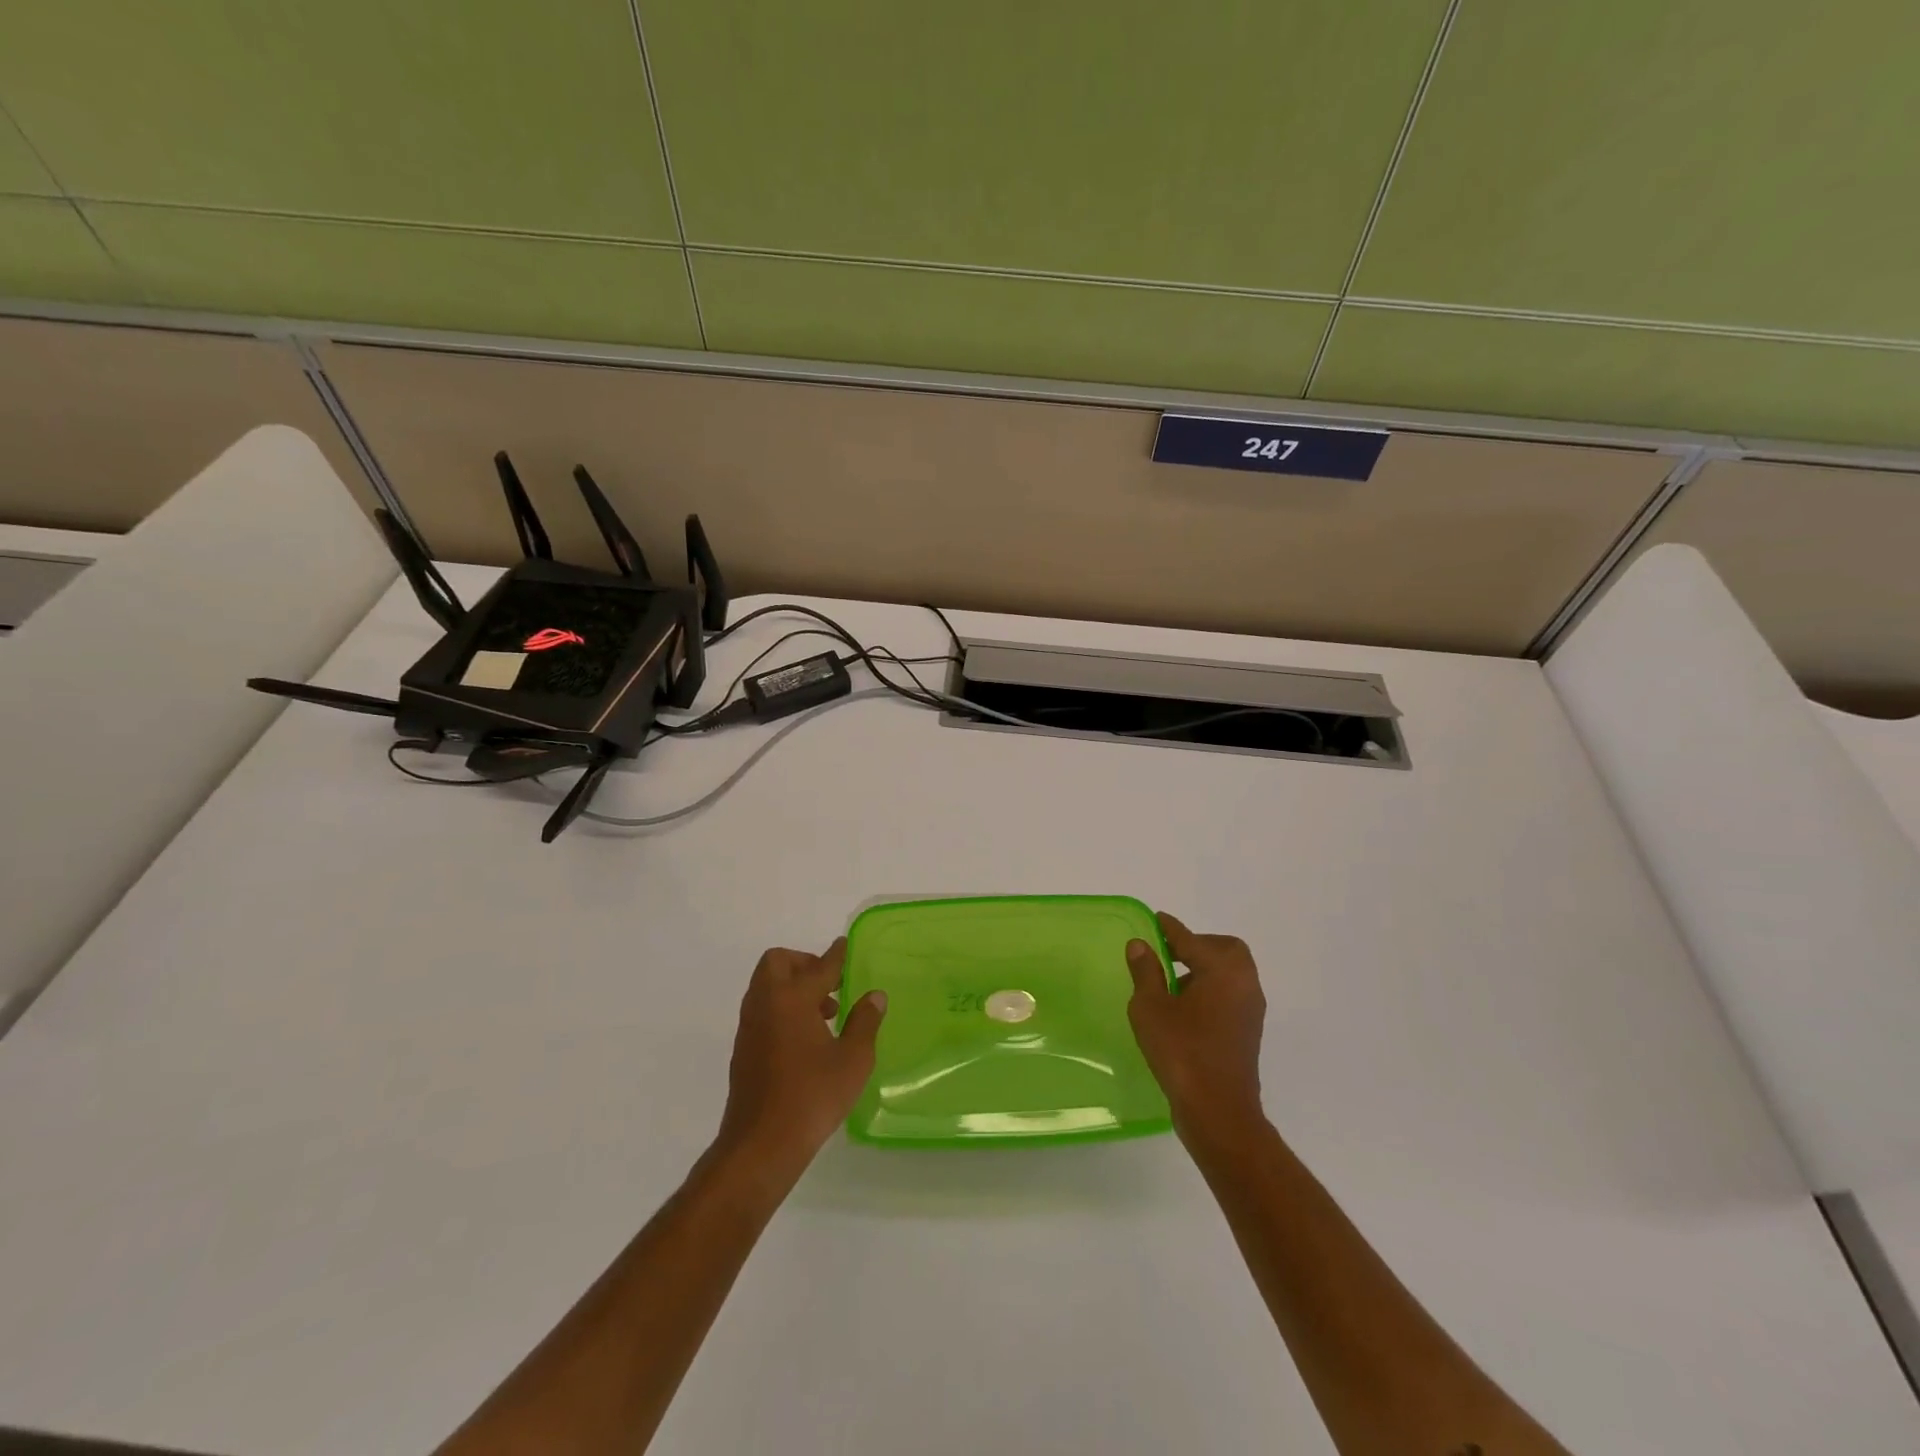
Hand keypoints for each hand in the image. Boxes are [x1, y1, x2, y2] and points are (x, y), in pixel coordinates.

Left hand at [714, 939, 886, 1186]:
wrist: (761, 1145)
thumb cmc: (812, 1096)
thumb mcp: (853, 1060)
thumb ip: (865, 1022)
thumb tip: (874, 996)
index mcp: (792, 998)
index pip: (819, 966)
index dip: (836, 955)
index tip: (845, 945)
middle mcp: (765, 1004)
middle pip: (778, 963)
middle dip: (804, 964)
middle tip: (830, 984)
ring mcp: (749, 1026)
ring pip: (767, 987)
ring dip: (792, 988)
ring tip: (825, 1014)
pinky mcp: (743, 1049)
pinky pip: (762, 1010)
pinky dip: (782, 1009)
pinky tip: (805, 1039)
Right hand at [1126, 912, 1267, 1139]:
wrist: (1218, 1111)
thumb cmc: (1181, 1051)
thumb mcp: (1151, 1007)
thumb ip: (1146, 972)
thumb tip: (1141, 945)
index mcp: (1223, 970)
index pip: (1191, 939)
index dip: (1170, 928)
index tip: (1156, 919)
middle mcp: (1244, 984)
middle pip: (1225, 950)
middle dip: (1198, 946)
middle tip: (1168, 954)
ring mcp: (1250, 1010)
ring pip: (1230, 973)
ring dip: (1204, 969)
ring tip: (1170, 982)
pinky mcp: (1248, 1032)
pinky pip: (1230, 995)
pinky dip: (1211, 989)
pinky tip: (1184, 1007)